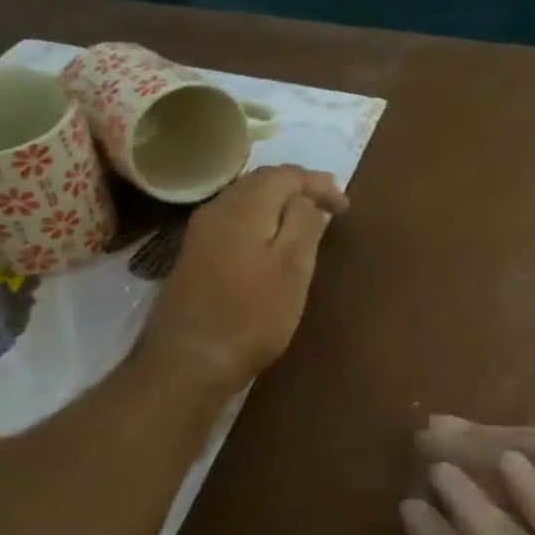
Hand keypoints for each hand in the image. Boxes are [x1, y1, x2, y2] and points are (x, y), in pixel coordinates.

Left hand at [139, 165, 347, 391]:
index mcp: (244, 207)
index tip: (345, 208)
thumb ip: (304, 223)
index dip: (318, 184)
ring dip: (279, 203)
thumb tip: (307, 199)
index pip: (285, 174)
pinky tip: (273, 240)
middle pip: (262, 182)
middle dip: (299, 187)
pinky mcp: (195, 256)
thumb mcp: (293, 267)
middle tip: (330, 204)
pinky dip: (262, 220)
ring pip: (246, 200)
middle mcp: (217, 210)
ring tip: (307, 219)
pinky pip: (235, 221)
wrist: (189, 360)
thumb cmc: (252, 314)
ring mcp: (201, 233)